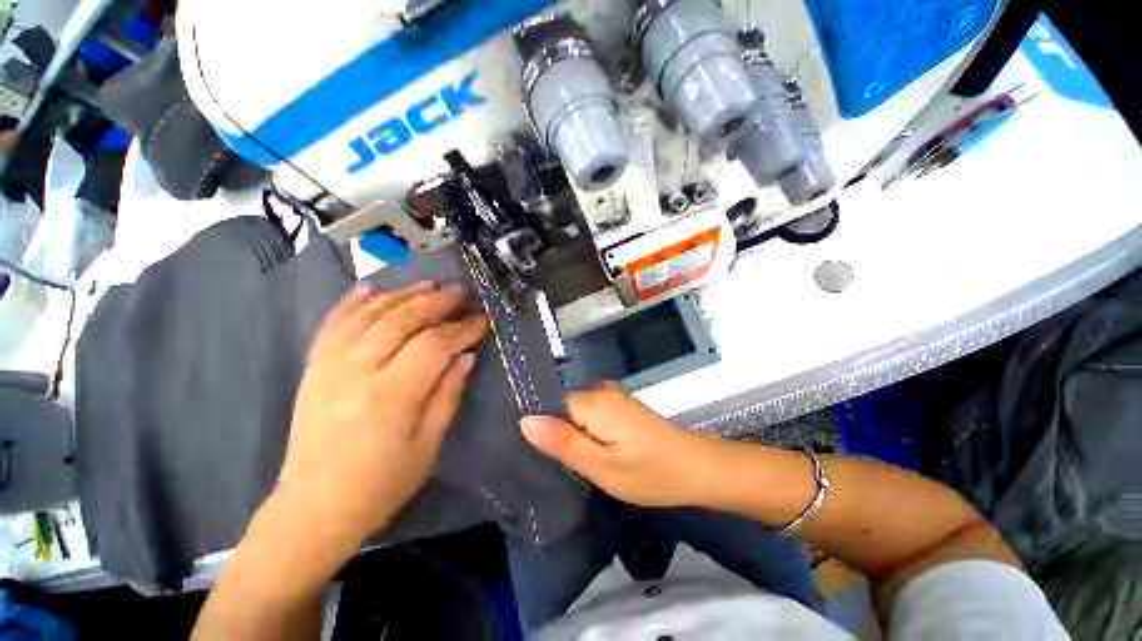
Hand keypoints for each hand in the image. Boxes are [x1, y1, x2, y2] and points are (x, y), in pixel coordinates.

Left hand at [277, 282, 488, 546]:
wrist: (313, 508)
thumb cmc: (382, 484)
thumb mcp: (428, 444)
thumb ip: (448, 394)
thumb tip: (467, 356)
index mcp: (391, 395)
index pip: (434, 344)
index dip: (463, 328)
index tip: (484, 318)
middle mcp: (356, 371)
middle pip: (402, 320)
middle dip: (438, 301)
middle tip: (462, 292)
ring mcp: (329, 366)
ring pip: (370, 314)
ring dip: (403, 294)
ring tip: (430, 284)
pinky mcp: (313, 368)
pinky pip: (333, 324)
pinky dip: (353, 302)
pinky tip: (372, 287)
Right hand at [520, 383, 724, 507]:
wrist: (697, 467)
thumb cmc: (650, 472)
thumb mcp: (601, 466)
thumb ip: (563, 442)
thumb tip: (525, 420)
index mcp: (591, 402)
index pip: (550, 405)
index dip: (543, 427)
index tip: (539, 453)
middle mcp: (600, 390)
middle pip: (563, 407)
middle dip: (558, 431)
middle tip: (559, 464)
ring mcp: (613, 396)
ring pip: (577, 411)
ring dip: (573, 433)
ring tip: (574, 461)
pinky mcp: (621, 405)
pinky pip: (592, 413)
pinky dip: (588, 430)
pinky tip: (593, 451)